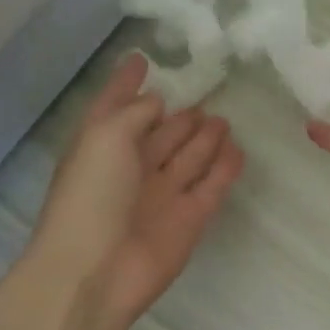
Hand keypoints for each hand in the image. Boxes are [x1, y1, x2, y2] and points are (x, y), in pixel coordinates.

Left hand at [30, 54, 243, 329]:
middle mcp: (132, 168)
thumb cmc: (91, 196)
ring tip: (225, 119)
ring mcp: (163, 194)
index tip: (143, 59)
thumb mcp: (104, 137)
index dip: (127, 84)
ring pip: (189, 158)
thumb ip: (133, 112)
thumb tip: (158, 103)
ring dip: (205, 139)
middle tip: (207, 95)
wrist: (97, 270)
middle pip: (161, 134)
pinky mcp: (191, 218)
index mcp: (102, 146)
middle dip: (179, 116)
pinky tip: (238, 150)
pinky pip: (212, 185)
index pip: (116, 107)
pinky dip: (225, 168)